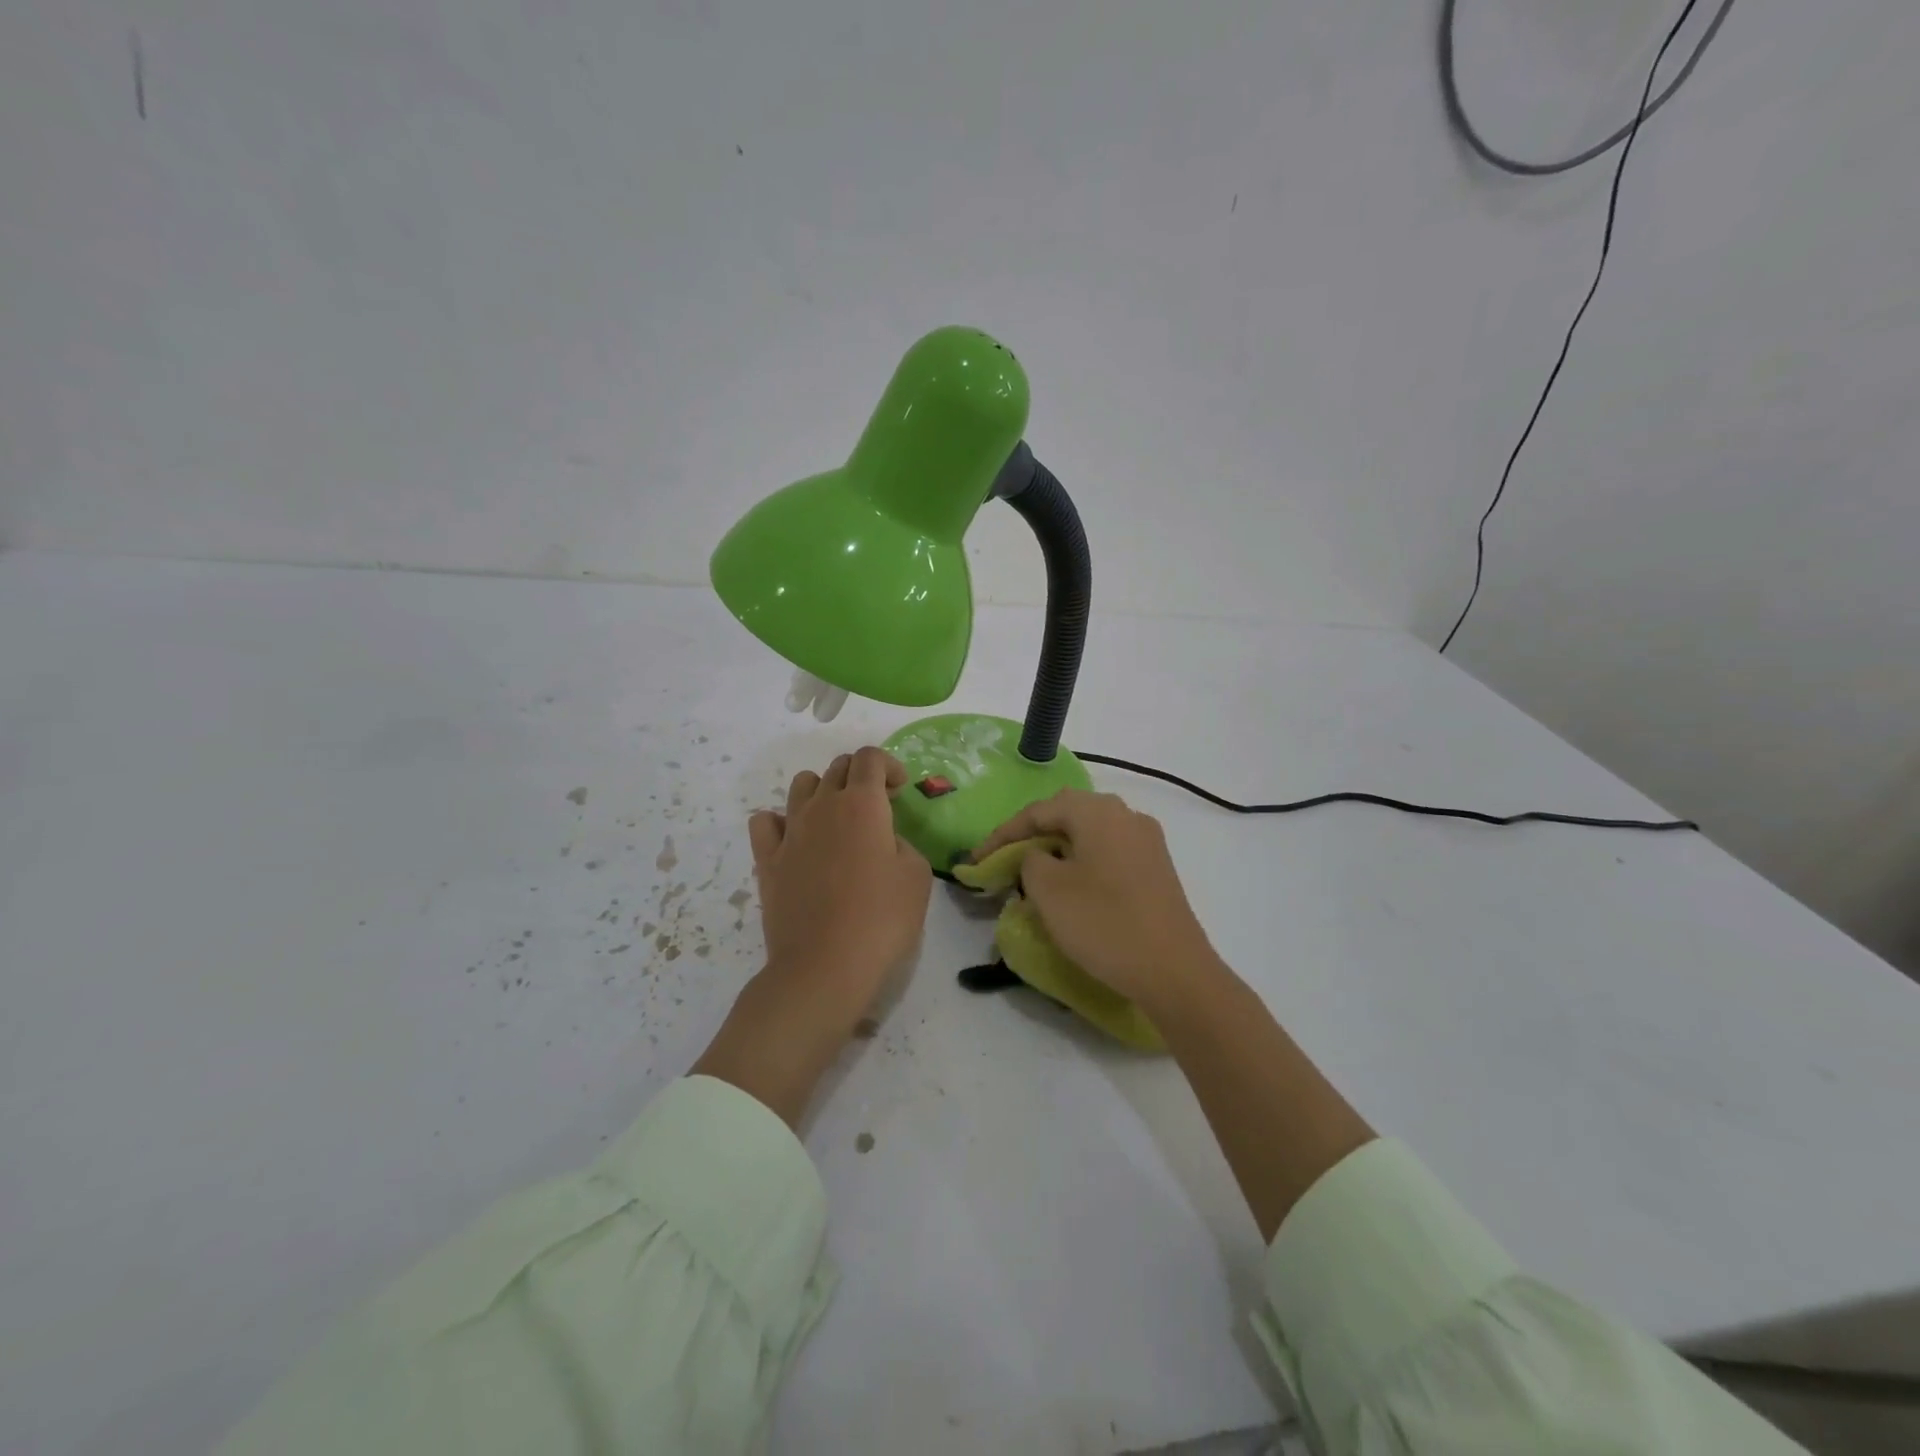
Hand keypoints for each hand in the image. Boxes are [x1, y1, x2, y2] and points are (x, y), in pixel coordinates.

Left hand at [749, 746, 931, 1010]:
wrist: (824, 966)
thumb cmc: (881, 919)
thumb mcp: (917, 876)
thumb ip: (902, 844)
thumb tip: (883, 842)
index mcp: (862, 804)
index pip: (870, 758)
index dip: (890, 765)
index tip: (901, 791)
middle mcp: (822, 806)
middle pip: (837, 767)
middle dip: (860, 776)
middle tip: (877, 808)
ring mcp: (790, 832)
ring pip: (801, 786)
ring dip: (822, 791)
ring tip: (836, 821)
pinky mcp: (767, 860)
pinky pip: (765, 822)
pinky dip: (780, 822)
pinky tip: (795, 840)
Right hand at [978, 789, 1371, 1238]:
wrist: (1175, 973)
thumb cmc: (1104, 924)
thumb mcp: (1048, 890)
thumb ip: (1029, 860)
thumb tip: (1037, 856)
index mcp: (1098, 811)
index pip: (1037, 811)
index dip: (1000, 835)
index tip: (974, 862)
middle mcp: (1125, 815)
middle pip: (1065, 816)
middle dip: (1029, 837)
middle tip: (1002, 863)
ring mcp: (1146, 842)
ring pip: (1088, 835)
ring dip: (1056, 851)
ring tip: (1031, 877)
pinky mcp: (1157, 869)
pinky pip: (1108, 854)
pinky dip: (1081, 864)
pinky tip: (1070, 890)